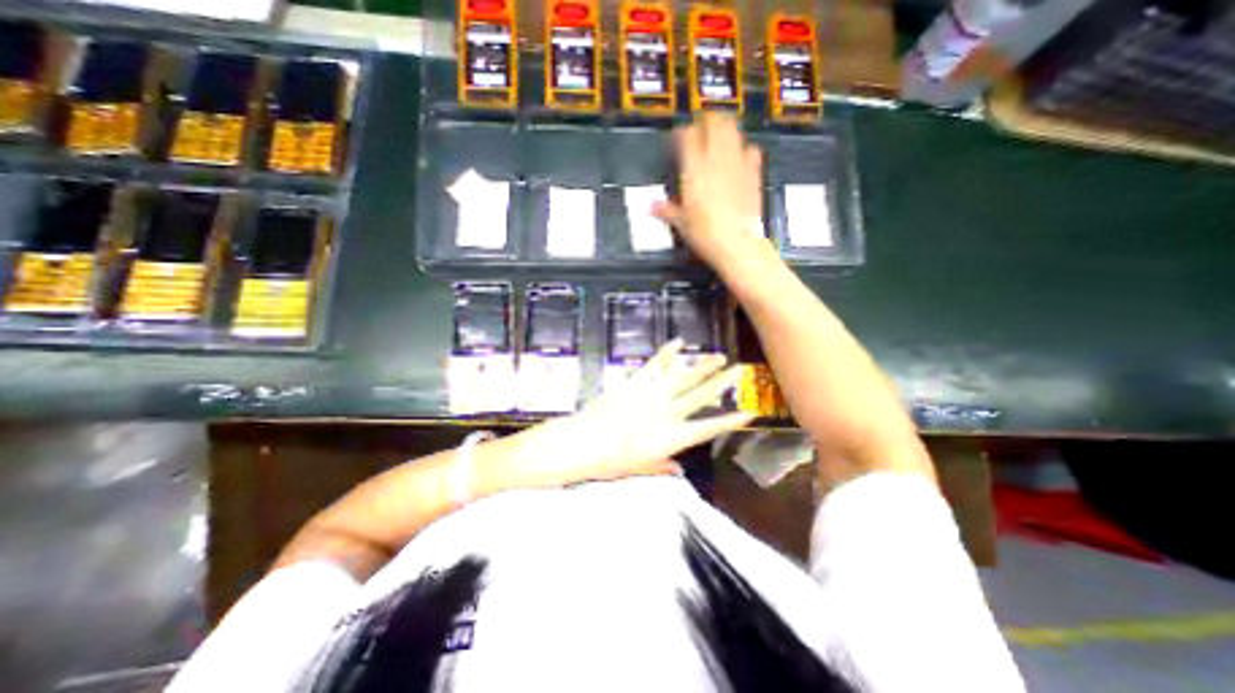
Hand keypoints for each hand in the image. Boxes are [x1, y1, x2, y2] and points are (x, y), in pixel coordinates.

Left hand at [498, 339, 751, 490]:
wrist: (581, 443)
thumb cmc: (610, 462)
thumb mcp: (639, 469)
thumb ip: (662, 467)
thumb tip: (679, 470)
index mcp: (670, 438)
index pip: (707, 429)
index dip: (729, 421)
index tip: (748, 412)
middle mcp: (666, 414)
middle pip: (700, 396)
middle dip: (722, 382)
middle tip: (739, 369)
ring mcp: (651, 395)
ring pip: (682, 377)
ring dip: (701, 366)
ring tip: (718, 356)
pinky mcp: (635, 382)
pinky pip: (654, 364)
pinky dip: (667, 353)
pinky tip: (678, 343)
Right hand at [655, 114, 764, 266]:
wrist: (738, 244)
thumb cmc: (706, 234)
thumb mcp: (681, 223)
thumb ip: (666, 210)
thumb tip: (651, 207)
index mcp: (694, 170)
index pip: (687, 135)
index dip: (682, 132)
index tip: (678, 137)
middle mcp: (716, 161)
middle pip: (714, 123)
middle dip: (707, 120)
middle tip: (702, 127)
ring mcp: (737, 165)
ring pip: (733, 131)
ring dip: (725, 128)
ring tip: (719, 135)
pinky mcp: (753, 174)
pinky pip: (751, 150)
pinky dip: (745, 148)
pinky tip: (741, 156)